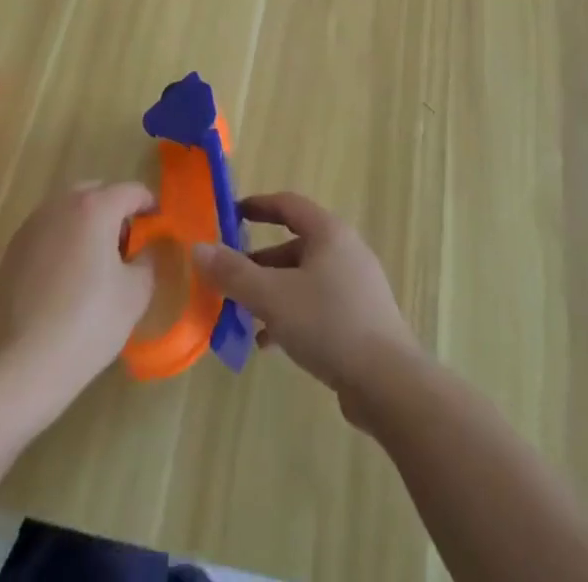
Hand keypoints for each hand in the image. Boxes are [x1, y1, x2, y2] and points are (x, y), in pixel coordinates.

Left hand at [0, 181, 155, 419]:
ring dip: (87, 225)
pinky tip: (67, 280)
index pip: (132, 191)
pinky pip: (48, 232)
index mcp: (94, 207)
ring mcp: (32, 226)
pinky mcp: (12, 250)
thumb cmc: (87, 324)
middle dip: (116, 211)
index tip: (158, 228)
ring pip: (69, 211)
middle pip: (97, 193)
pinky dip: (64, 242)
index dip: (150, 206)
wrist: (19, 366)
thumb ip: (149, 260)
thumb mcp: (135, 294)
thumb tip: (146, 250)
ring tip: (96, 264)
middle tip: (127, 246)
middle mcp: (61, 205)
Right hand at [192, 192, 421, 424]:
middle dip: (259, 261)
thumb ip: (233, 273)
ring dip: (273, 292)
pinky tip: (269, 343)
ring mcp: (357, 286)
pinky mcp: (361, 318)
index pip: (288, 204)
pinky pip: (318, 305)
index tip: (230, 215)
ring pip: (304, 278)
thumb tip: (198, 248)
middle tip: (229, 276)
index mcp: (329, 233)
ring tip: (243, 314)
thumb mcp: (272, 297)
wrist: (389, 383)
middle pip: (295, 244)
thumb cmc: (328, 324)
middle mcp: (345, 251)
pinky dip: (292, 315)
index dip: (257, 206)